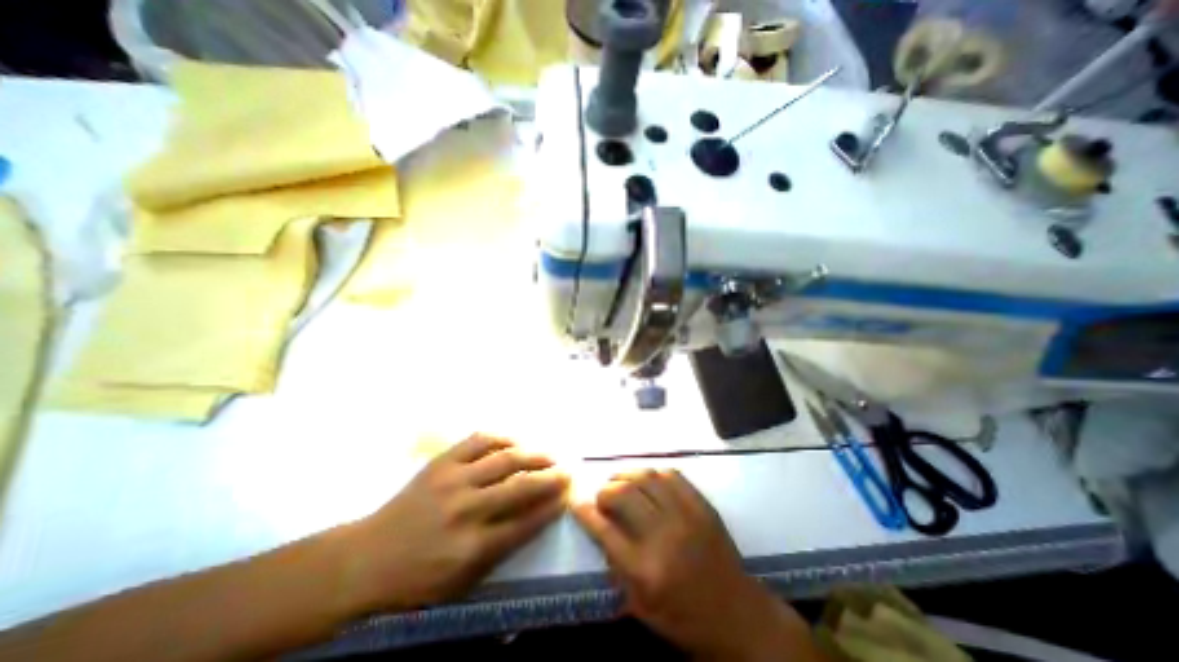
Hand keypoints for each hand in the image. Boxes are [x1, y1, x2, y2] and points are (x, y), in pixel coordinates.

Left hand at [344, 438, 568, 613]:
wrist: (365, 559)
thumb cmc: (416, 580)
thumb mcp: (461, 583)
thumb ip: (501, 550)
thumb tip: (535, 518)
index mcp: (472, 548)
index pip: (526, 522)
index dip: (552, 506)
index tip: (568, 495)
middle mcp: (467, 510)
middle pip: (521, 486)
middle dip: (551, 477)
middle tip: (568, 471)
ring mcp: (453, 480)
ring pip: (505, 459)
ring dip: (534, 454)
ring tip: (550, 454)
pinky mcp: (441, 462)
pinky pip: (480, 440)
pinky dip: (503, 438)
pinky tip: (516, 441)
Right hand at [572, 470, 822, 661]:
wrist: (739, 617)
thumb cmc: (685, 619)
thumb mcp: (642, 607)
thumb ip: (616, 567)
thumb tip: (599, 527)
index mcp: (646, 571)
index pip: (605, 531)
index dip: (585, 512)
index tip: (576, 502)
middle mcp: (664, 537)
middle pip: (624, 495)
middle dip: (605, 490)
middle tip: (601, 495)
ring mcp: (687, 516)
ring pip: (646, 478)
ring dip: (626, 475)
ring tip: (619, 481)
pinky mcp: (703, 506)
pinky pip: (672, 475)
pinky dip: (653, 473)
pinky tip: (647, 480)